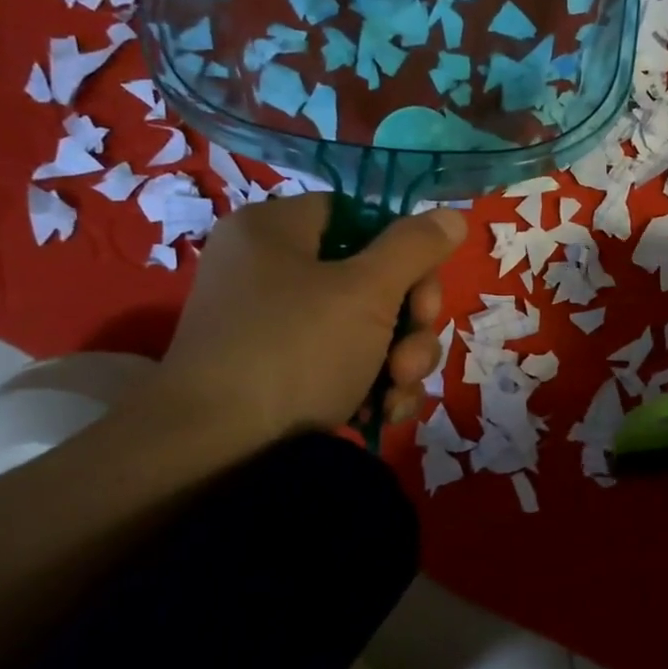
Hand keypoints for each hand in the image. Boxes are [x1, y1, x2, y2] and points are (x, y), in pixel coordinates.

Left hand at [151, 194, 464, 449]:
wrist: (214, 453)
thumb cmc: (293, 352)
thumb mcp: (366, 292)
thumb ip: (414, 248)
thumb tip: (453, 216)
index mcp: (277, 231)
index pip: (360, 217)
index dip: (404, 253)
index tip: (424, 294)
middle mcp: (272, 272)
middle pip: (372, 278)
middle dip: (409, 323)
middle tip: (410, 357)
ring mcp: (275, 327)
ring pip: (367, 328)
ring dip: (399, 361)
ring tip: (395, 394)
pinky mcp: (281, 375)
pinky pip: (342, 363)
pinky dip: (370, 386)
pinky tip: (382, 414)